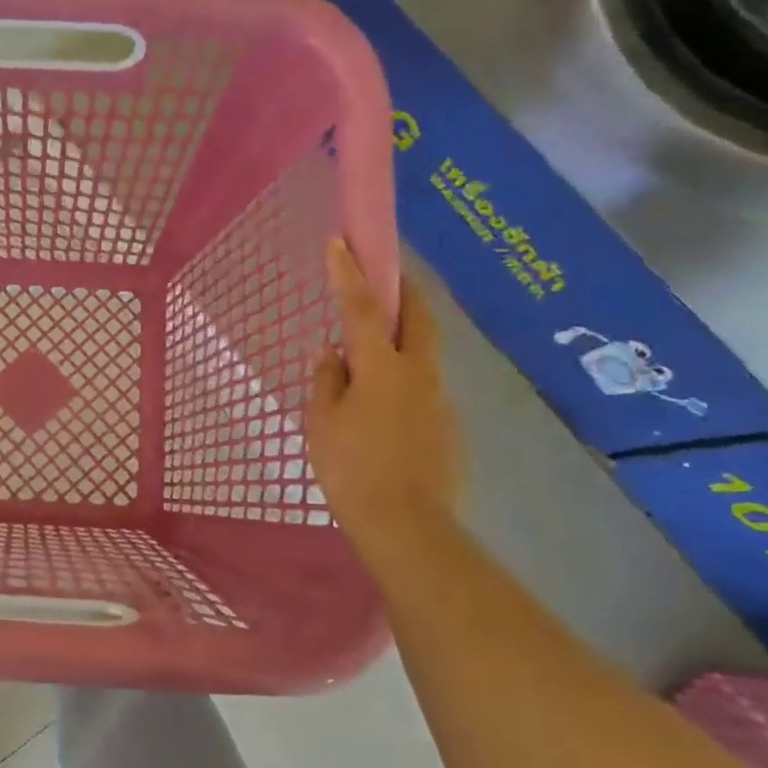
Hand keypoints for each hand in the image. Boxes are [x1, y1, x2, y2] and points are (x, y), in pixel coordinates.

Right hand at [307, 240, 460, 546]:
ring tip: (370, 353)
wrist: (406, 525)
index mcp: (383, 368)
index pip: (364, 309)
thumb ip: (328, 379)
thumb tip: (336, 354)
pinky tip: (381, 405)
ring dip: (402, 336)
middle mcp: (418, 374)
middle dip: (402, 289)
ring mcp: (438, 399)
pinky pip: (422, 386)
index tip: (340, 243)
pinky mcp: (446, 425)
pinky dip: (402, 376)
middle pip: (418, 317)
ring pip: (422, 352)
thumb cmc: (350, 468)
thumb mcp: (321, 421)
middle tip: (384, 277)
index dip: (350, 274)